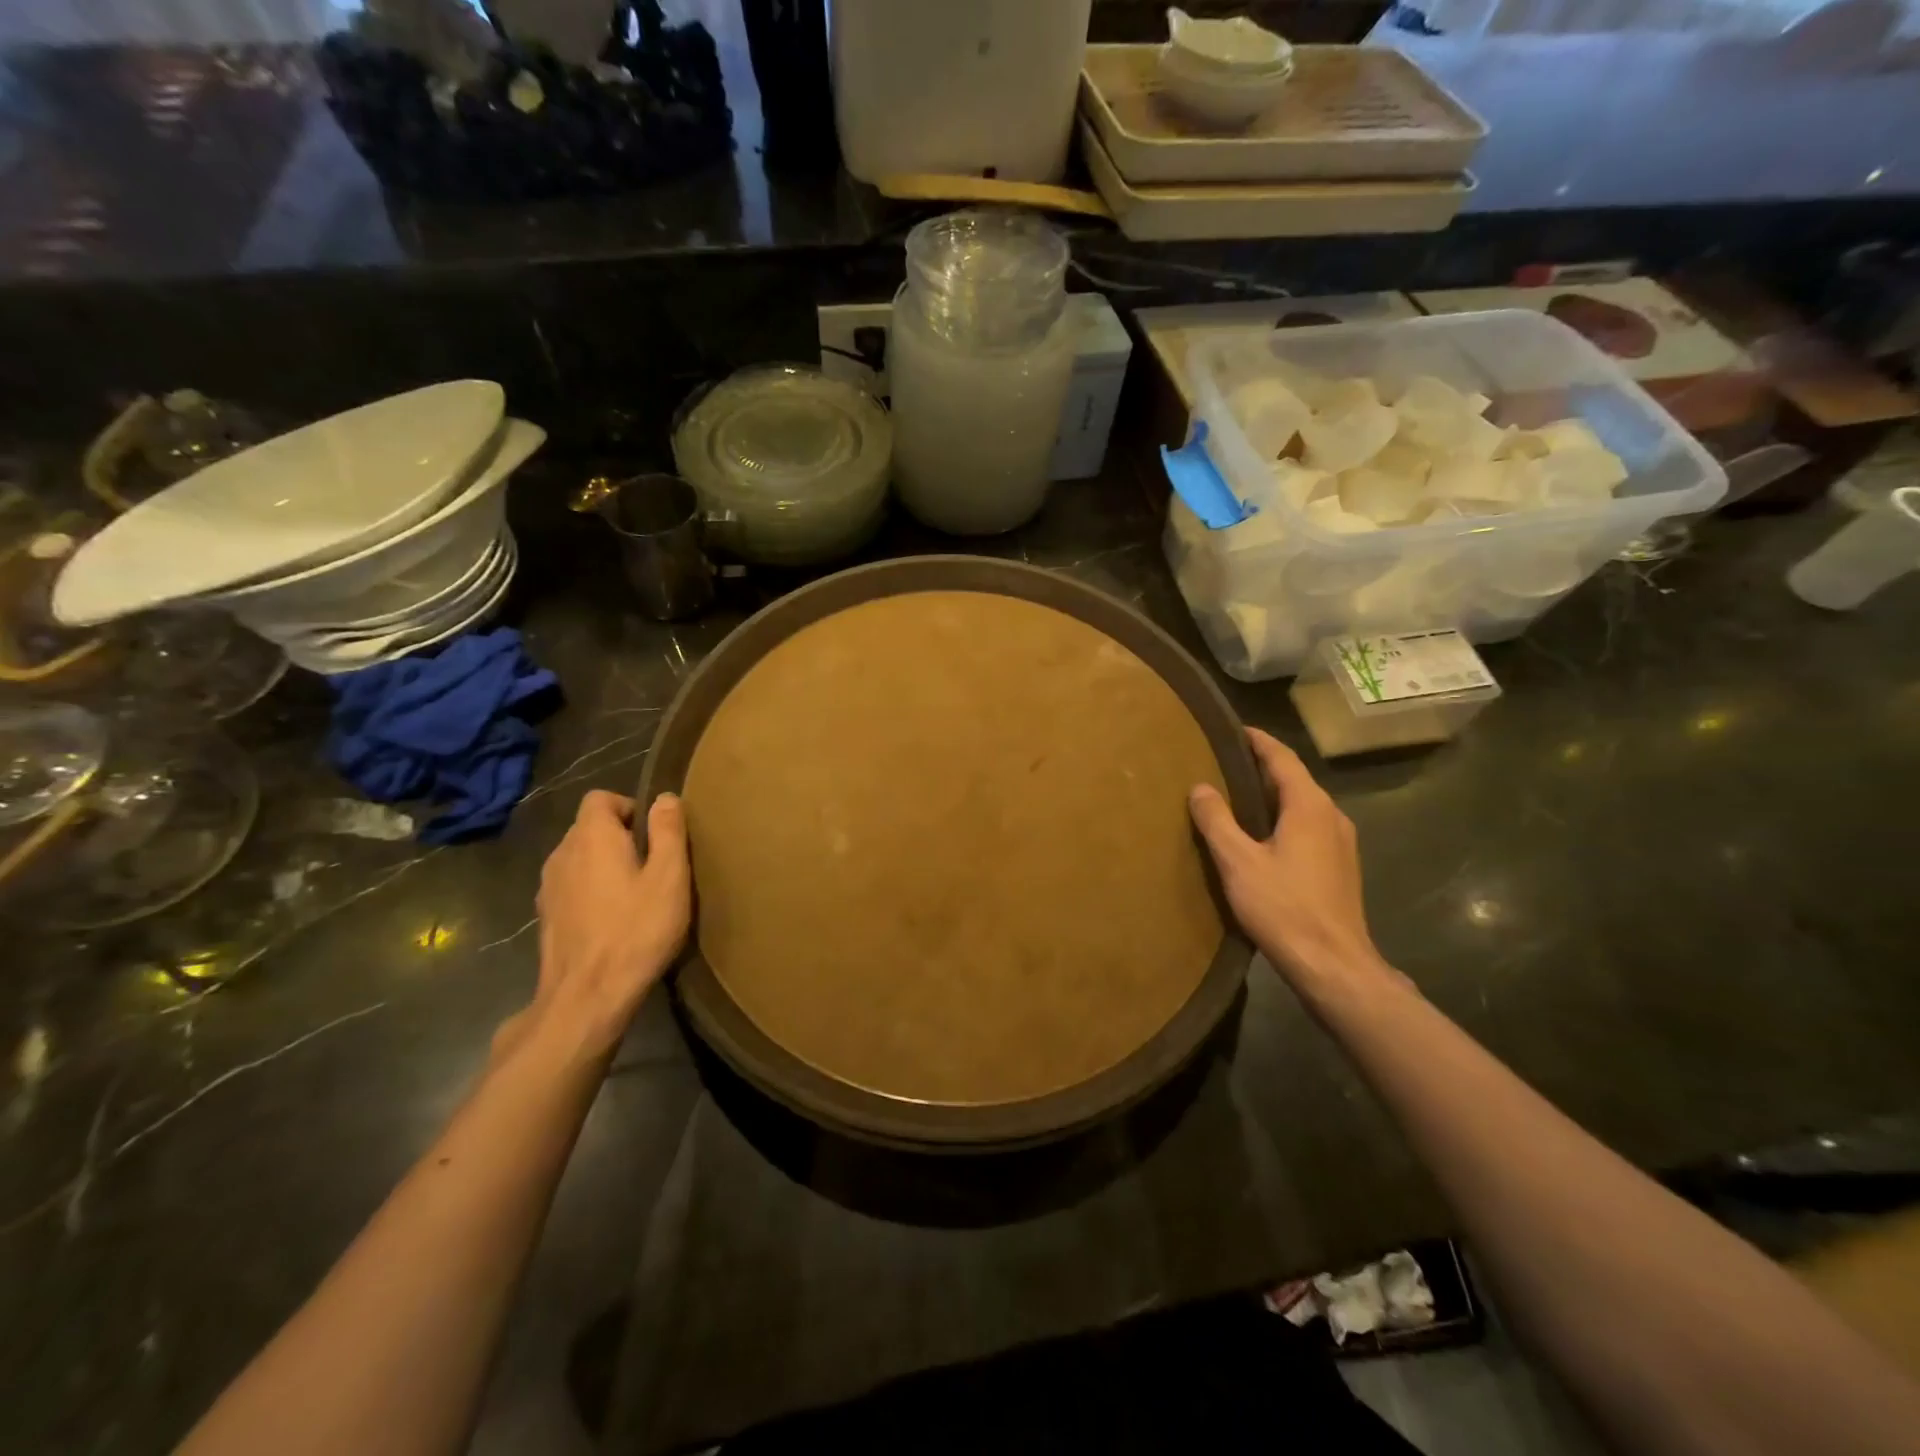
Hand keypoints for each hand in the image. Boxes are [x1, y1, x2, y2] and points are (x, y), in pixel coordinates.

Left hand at [502, 791, 690, 1066]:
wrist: (587, 996)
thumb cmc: (636, 930)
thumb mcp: (668, 877)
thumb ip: (668, 832)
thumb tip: (665, 797)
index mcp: (591, 837)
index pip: (600, 798)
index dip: (628, 806)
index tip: (654, 834)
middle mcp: (562, 853)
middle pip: (588, 827)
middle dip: (619, 836)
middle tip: (653, 865)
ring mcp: (548, 887)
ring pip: (578, 858)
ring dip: (603, 865)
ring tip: (634, 893)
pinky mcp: (545, 917)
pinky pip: (571, 887)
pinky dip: (590, 891)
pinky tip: (612, 919)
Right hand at [1188, 728, 1384, 988]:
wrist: (1334, 965)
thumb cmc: (1283, 907)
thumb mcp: (1238, 861)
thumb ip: (1217, 820)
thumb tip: (1200, 787)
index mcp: (1308, 806)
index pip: (1282, 758)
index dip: (1258, 741)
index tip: (1234, 730)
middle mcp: (1331, 815)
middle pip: (1295, 779)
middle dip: (1262, 767)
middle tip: (1225, 762)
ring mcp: (1341, 843)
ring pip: (1303, 805)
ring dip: (1274, 795)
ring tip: (1238, 797)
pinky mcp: (1341, 867)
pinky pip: (1309, 827)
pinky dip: (1284, 818)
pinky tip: (1262, 836)